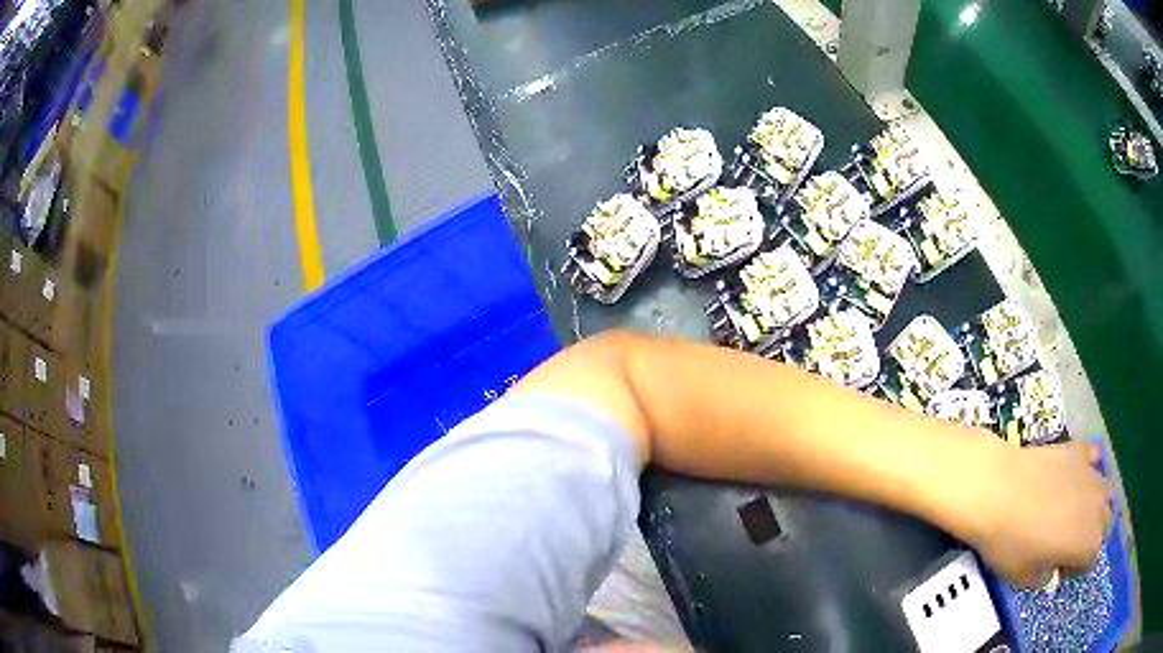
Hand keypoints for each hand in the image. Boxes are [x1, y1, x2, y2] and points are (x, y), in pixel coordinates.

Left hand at [963, 441, 1111, 587]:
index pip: (1092, 559)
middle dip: (1091, 535)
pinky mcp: (1081, 448)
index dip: (1075, 567)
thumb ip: (1045, 576)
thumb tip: (1051, 569)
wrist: (997, 488)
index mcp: (1088, 544)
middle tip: (1065, 542)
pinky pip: (1094, 460)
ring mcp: (1093, 473)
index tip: (1057, 567)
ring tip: (1070, 512)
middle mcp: (1099, 507)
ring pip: (1104, 493)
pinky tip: (1072, 478)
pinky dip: (1089, 470)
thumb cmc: (1010, 542)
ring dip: (1093, 505)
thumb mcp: (1025, 577)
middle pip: (1105, 523)